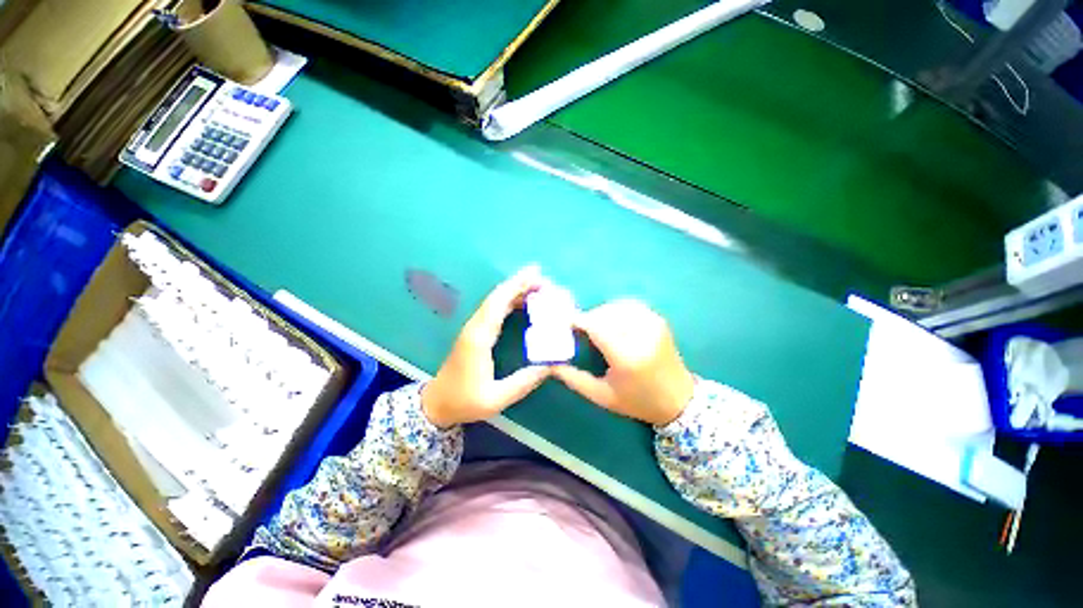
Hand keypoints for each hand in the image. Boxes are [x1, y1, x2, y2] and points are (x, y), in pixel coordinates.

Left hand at [422, 266, 551, 427]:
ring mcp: (474, 327)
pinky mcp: (475, 331)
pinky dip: (510, 301)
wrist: (437, 403)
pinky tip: (524, 303)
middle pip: (497, 296)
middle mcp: (475, 327)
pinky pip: (494, 309)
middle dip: (520, 284)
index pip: (498, 304)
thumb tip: (552, 365)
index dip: (516, 286)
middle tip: (544, 280)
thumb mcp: (496, 398)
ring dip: (516, 291)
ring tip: (539, 289)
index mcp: (479, 338)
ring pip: (495, 301)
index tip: (535, 274)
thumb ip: (524, 382)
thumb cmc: (464, 401)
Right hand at [554, 299, 694, 425]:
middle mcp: (642, 335)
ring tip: (595, 327)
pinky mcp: (659, 320)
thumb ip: (573, 378)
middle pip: (605, 313)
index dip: (577, 320)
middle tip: (579, 330)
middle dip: (588, 318)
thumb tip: (550, 362)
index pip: (596, 326)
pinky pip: (631, 306)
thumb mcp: (601, 396)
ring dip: (601, 313)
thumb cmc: (638, 402)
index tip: (564, 323)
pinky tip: (612, 322)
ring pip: (617, 306)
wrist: (679, 400)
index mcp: (627, 357)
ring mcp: (653, 324)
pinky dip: (616, 310)